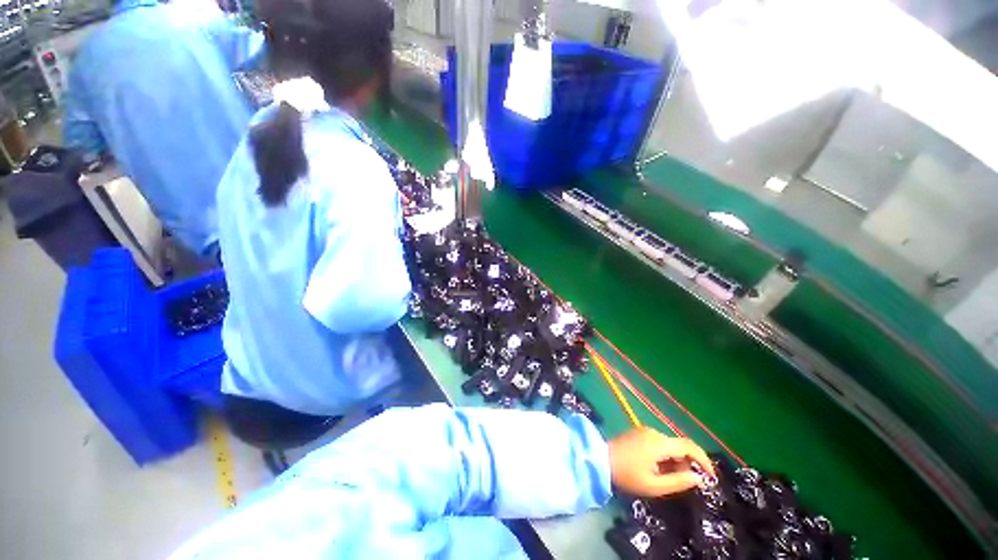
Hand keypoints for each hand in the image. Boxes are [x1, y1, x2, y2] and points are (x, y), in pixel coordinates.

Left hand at [608, 427, 714, 497]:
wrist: (600, 460)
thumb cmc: (627, 475)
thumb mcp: (654, 485)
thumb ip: (678, 481)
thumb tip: (698, 478)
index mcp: (659, 443)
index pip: (689, 446)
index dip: (703, 460)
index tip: (711, 476)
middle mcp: (653, 432)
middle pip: (679, 445)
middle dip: (689, 462)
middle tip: (689, 482)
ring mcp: (645, 431)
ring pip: (670, 444)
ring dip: (677, 460)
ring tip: (673, 478)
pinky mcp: (639, 433)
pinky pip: (659, 443)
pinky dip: (666, 455)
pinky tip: (661, 469)